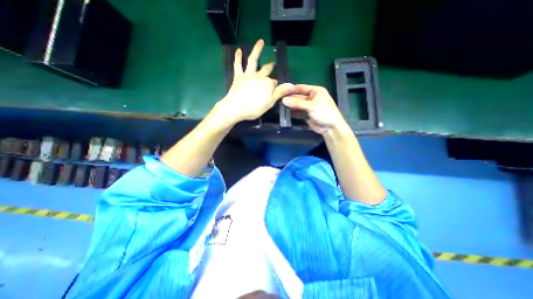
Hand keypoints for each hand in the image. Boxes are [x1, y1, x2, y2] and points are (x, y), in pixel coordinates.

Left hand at [214, 39, 293, 124]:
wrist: (236, 107)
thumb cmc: (254, 108)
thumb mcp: (270, 102)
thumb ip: (280, 93)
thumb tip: (292, 85)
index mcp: (268, 84)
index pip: (275, 82)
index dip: (277, 86)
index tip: (278, 89)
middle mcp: (259, 76)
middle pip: (267, 69)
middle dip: (271, 66)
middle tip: (273, 63)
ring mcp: (248, 75)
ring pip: (253, 60)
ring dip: (257, 50)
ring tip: (260, 41)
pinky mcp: (238, 76)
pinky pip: (238, 65)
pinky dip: (238, 57)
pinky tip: (239, 50)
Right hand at [281, 84, 347, 133]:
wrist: (330, 128)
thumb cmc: (324, 113)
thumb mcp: (311, 106)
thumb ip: (297, 103)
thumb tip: (283, 100)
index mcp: (315, 91)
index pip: (301, 88)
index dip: (292, 89)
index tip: (281, 91)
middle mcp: (311, 97)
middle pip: (298, 96)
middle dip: (290, 98)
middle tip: (278, 100)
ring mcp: (308, 106)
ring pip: (297, 104)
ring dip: (290, 106)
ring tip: (280, 106)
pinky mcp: (306, 114)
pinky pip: (298, 111)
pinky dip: (293, 112)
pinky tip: (285, 112)